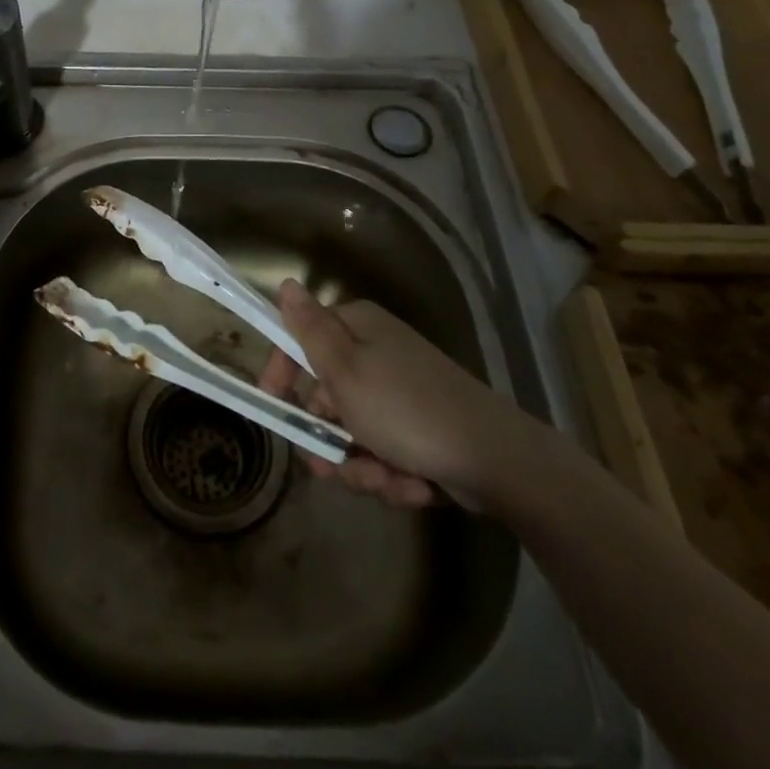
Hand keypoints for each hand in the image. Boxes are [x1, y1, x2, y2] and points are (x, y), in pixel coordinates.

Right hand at [257, 280, 537, 511]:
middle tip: (332, 465)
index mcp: (358, 329)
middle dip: (329, 439)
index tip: (274, 407)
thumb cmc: (406, 409)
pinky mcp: (421, 429)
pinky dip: (392, 474)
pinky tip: (413, 485)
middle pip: (326, 396)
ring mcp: (401, 392)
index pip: (302, 340)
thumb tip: (286, 283)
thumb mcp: (344, 369)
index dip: (283, 373)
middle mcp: (378, 353)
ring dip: (362, 465)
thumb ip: (309, 329)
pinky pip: (385, 452)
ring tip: (385, 478)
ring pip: (354, 433)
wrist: (495, 460)